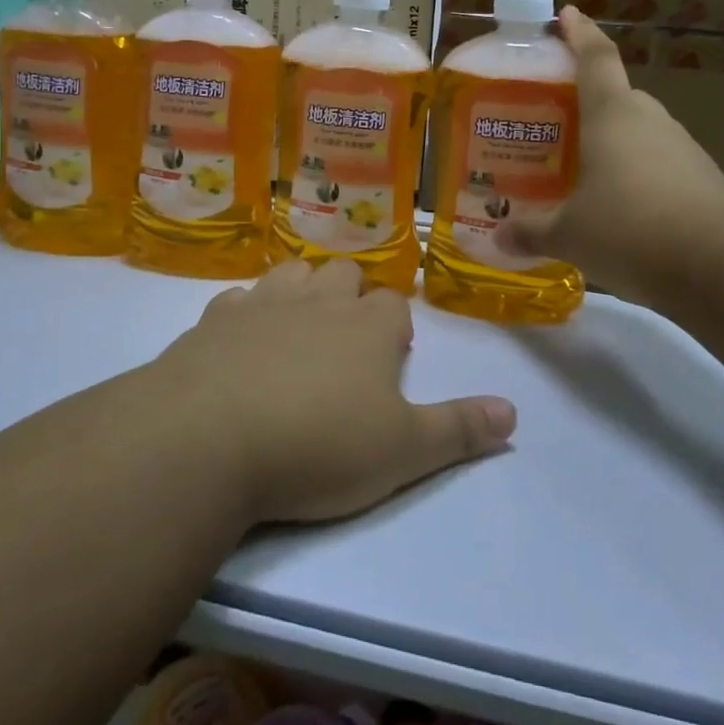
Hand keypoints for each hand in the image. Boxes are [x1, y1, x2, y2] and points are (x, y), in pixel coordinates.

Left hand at [149, 260, 516, 526]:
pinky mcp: (214, 319)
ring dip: (302, 292)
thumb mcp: (404, 451)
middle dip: (351, 297)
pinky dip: (248, 311)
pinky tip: (242, 341)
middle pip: (344, 275)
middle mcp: (319, 301)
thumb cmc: (318, 446)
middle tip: (345, 345)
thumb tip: (514, 411)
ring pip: (293, 273)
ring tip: (299, 332)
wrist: (210, 438)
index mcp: (368, 326)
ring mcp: (262, 303)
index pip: (395, 304)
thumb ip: (460, 429)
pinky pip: (239, 298)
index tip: (390, 359)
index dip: (395, 328)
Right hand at [499, 7, 723, 305]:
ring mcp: (681, 149)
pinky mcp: (702, 181)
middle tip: (555, 121)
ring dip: (612, 143)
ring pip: (638, 133)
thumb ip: (532, 231)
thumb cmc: (629, 230)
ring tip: (580, 171)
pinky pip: (658, 166)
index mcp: (612, 114)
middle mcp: (649, 120)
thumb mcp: (569, 234)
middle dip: (587, 102)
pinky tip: (618, 210)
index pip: (595, 58)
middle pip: (616, 96)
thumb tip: (498, 237)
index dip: (579, 33)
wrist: (721, 266)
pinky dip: (635, 177)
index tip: (567, 14)